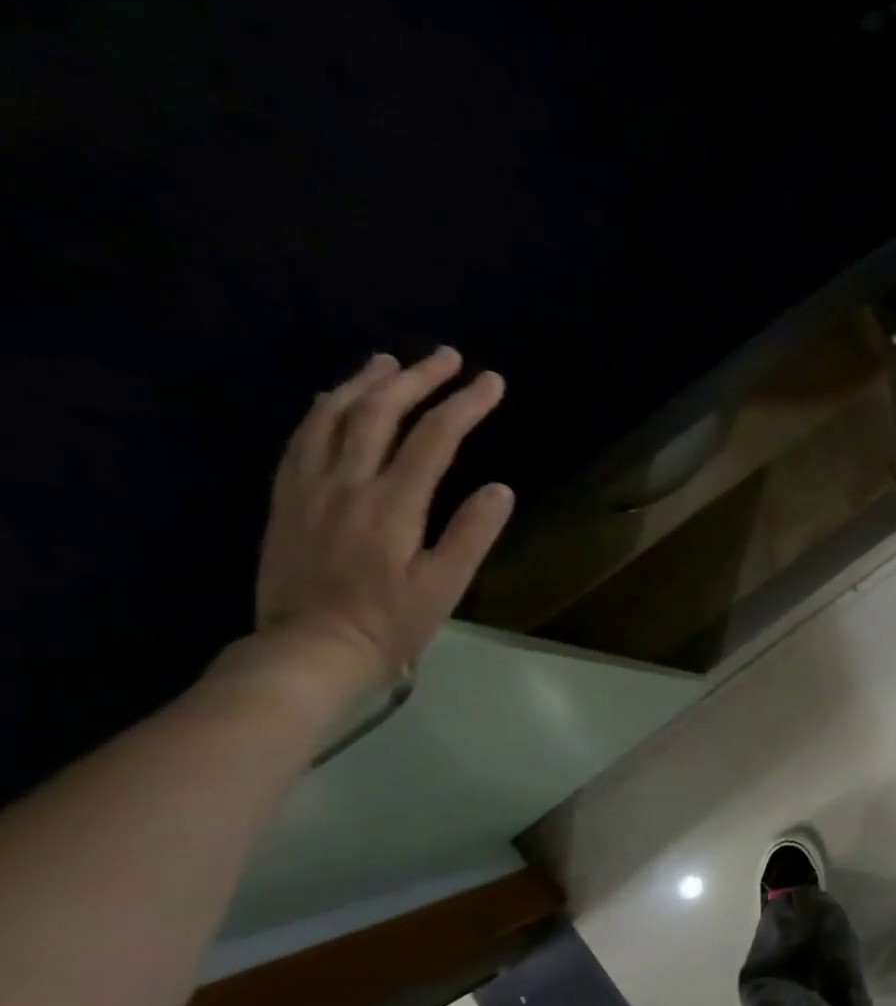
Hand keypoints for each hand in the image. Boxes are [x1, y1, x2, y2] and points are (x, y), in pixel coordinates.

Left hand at [251, 347, 514, 694]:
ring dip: (366, 384)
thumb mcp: (446, 586)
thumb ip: (472, 534)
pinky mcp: (287, 498)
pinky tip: (333, 398)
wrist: (308, 649)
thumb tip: (499, 488)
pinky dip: (323, 409)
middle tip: (446, 356)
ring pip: (333, 416)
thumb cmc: (390, 622)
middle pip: (380, 413)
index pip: (434, 439)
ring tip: (390, 362)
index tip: (492, 381)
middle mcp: (346, 482)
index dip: (465, 405)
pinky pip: (301, 438)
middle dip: (418, 379)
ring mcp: (309, 487)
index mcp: (392, 504)